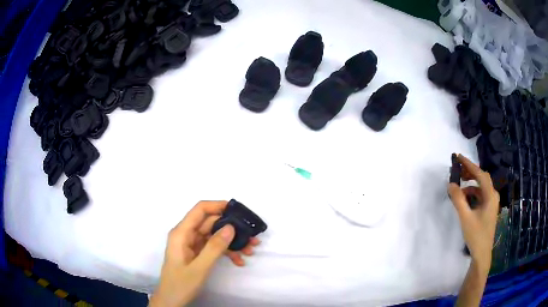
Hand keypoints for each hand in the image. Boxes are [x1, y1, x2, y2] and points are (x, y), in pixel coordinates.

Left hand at [149, 201, 260, 306]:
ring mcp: (191, 244)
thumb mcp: (199, 267)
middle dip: (231, 228)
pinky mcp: (196, 253)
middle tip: (251, 236)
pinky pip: (213, 247)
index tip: (237, 210)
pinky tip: (238, 260)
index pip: (200, 210)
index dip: (218, 206)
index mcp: (181, 233)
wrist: (171, 300)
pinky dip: (226, 252)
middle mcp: (186, 235)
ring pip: (214, 235)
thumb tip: (231, 227)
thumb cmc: (181, 284)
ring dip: (231, 242)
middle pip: (210, 223)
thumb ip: (214, 247)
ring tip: (249, 250)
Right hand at [448, 154, 499, 272]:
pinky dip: (472, 194)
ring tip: (458, 186)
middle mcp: (493, 195)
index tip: (458, 157)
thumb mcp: (465, 218)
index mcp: (490, 195)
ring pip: (481, 187)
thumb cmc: (476, 235)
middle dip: (470, 173)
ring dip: (470, 184)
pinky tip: (464, 199)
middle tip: (457, 170)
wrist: (482, 253)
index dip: (469, 165)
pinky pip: (480, 195)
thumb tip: (451, 184)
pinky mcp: (488, 209)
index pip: (480, 174)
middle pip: (482, 178)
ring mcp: (491, 202)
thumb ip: (458, 200)